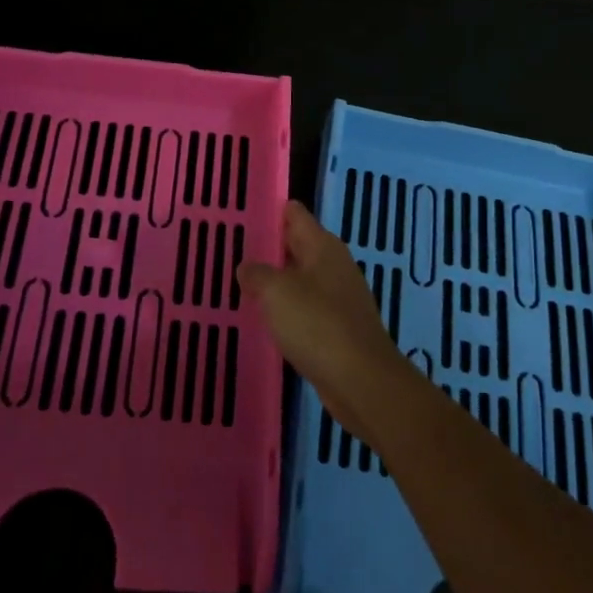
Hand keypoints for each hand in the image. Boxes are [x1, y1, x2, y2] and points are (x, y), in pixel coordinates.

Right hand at [238, 200, 408, 437]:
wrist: (360, 380)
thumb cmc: (317, 324)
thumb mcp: (276, 291)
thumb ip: (257, 274)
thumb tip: (247, 268)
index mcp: (323, 246)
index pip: (294, 214)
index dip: (269, 212)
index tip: (241, 217)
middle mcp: (333, 265)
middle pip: (297, 245)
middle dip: (269, 248)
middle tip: (232, 251)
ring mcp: (339, 297)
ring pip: (300, 278)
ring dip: (277, 281)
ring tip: (243, 284)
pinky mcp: (339, 328)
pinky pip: (307, 308)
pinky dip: (288, 309)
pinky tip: (267, 319)